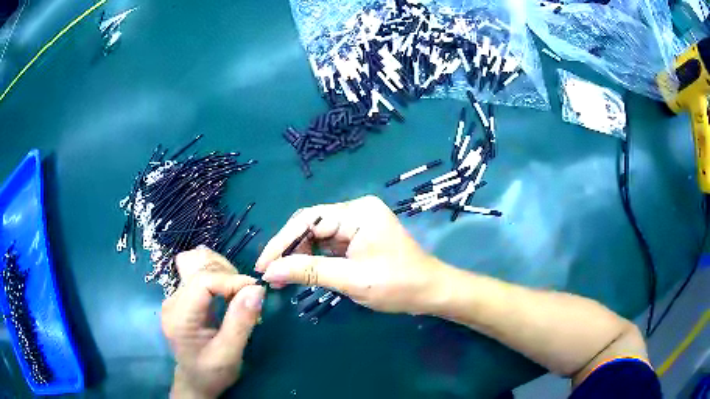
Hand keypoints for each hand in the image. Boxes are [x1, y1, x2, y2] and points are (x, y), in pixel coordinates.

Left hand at [161, 247, 264, 398]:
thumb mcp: (229, 354)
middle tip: (250, 297)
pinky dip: (220, 278)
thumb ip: (241, 323)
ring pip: (200, 266)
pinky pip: (201, 275)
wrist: (196, 381)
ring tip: (240, 295)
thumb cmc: (212, 373)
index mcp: (179, 316)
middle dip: (229, 276)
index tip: (256, 290)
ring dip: (225, 274)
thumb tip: (257, 290)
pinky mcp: (183, 297)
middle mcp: (172, 301)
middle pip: (200, 269)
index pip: (202, 281)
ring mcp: (175, 297)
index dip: (231, 280)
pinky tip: (229, 293)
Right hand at [255, 195, 447, 314]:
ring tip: (280, 276)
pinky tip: (300, 272)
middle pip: (310, 224)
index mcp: (358, 212)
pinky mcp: (358, 237)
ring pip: (317, 235)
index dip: (282, 243)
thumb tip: (269, 271)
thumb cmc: (398, 285)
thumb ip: (308, 272)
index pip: (308, 220)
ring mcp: (358, 223)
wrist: (431, 292)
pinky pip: (328, 244)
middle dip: (289, 249)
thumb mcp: (351, 280)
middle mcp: (356, 211)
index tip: (263, 266)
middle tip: (270, 274)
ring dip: (298, 255)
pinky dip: (313, 258)